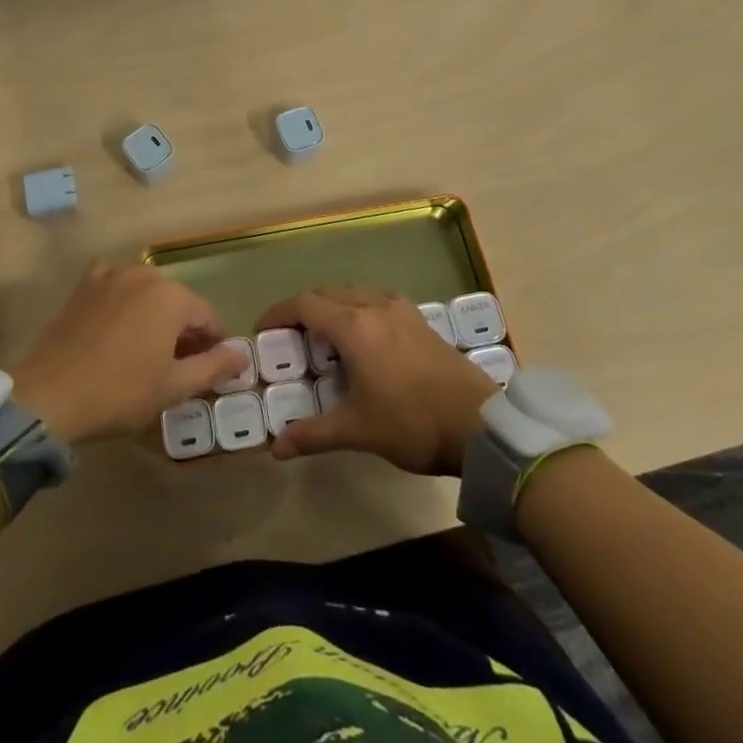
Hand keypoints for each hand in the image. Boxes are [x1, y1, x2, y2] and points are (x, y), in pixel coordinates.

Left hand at [9, 263, 249, 446]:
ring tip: (149, 350)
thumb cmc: (119, 392)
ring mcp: (110, 276)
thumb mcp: (173, 386)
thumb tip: (242, 355)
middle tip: (181, 366)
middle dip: (184, 330)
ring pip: (146, 293)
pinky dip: (122, 299)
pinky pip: (113, 284)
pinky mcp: (83, 286)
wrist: (50, 395)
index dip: (216, 344)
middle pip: (177, 302)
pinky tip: (117, 322)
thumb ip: (212, 366)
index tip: (214, 369)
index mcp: (172, 297)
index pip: (208, 317)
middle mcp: (144, 275)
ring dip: (154, 316)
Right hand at [254, 285, 494, 475]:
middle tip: (289, 337)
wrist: (480, 425)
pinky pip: (375, 300)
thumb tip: (276, 449)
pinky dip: (356, 309)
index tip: (263, 330)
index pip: (305, 305)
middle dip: (303, 310)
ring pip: (353, 293)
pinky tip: (360, 339)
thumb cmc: (412, 423)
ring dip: (331, 306)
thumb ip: (313, 434)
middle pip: (327, 293)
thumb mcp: (358, 431)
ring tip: (322, 337)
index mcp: (354, 327)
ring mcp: (401, 309)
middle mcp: (374, 306)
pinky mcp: (419, 319)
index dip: (278, 313)